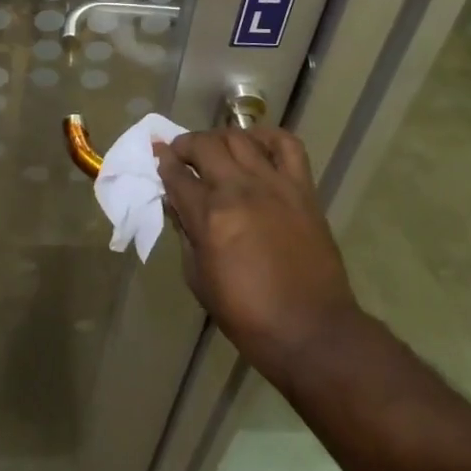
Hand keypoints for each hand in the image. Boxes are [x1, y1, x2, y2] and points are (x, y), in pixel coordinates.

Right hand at [156, 126, 361, 392]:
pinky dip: (268, 137)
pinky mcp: (302, 189)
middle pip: (204, 145)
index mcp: (209, 216)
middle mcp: (238, 190)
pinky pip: (287, 145)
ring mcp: (273, 184)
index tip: (158, 155)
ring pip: (239, 138)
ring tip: (217, 150)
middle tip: (182, 155)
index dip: (163, 162)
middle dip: (186, 145)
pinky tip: (256, 146)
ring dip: (220, 139)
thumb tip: (178, 205)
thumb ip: (186, 235)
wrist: (313, 333)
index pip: (176, 174)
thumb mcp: (200, 281)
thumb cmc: (249, 316)